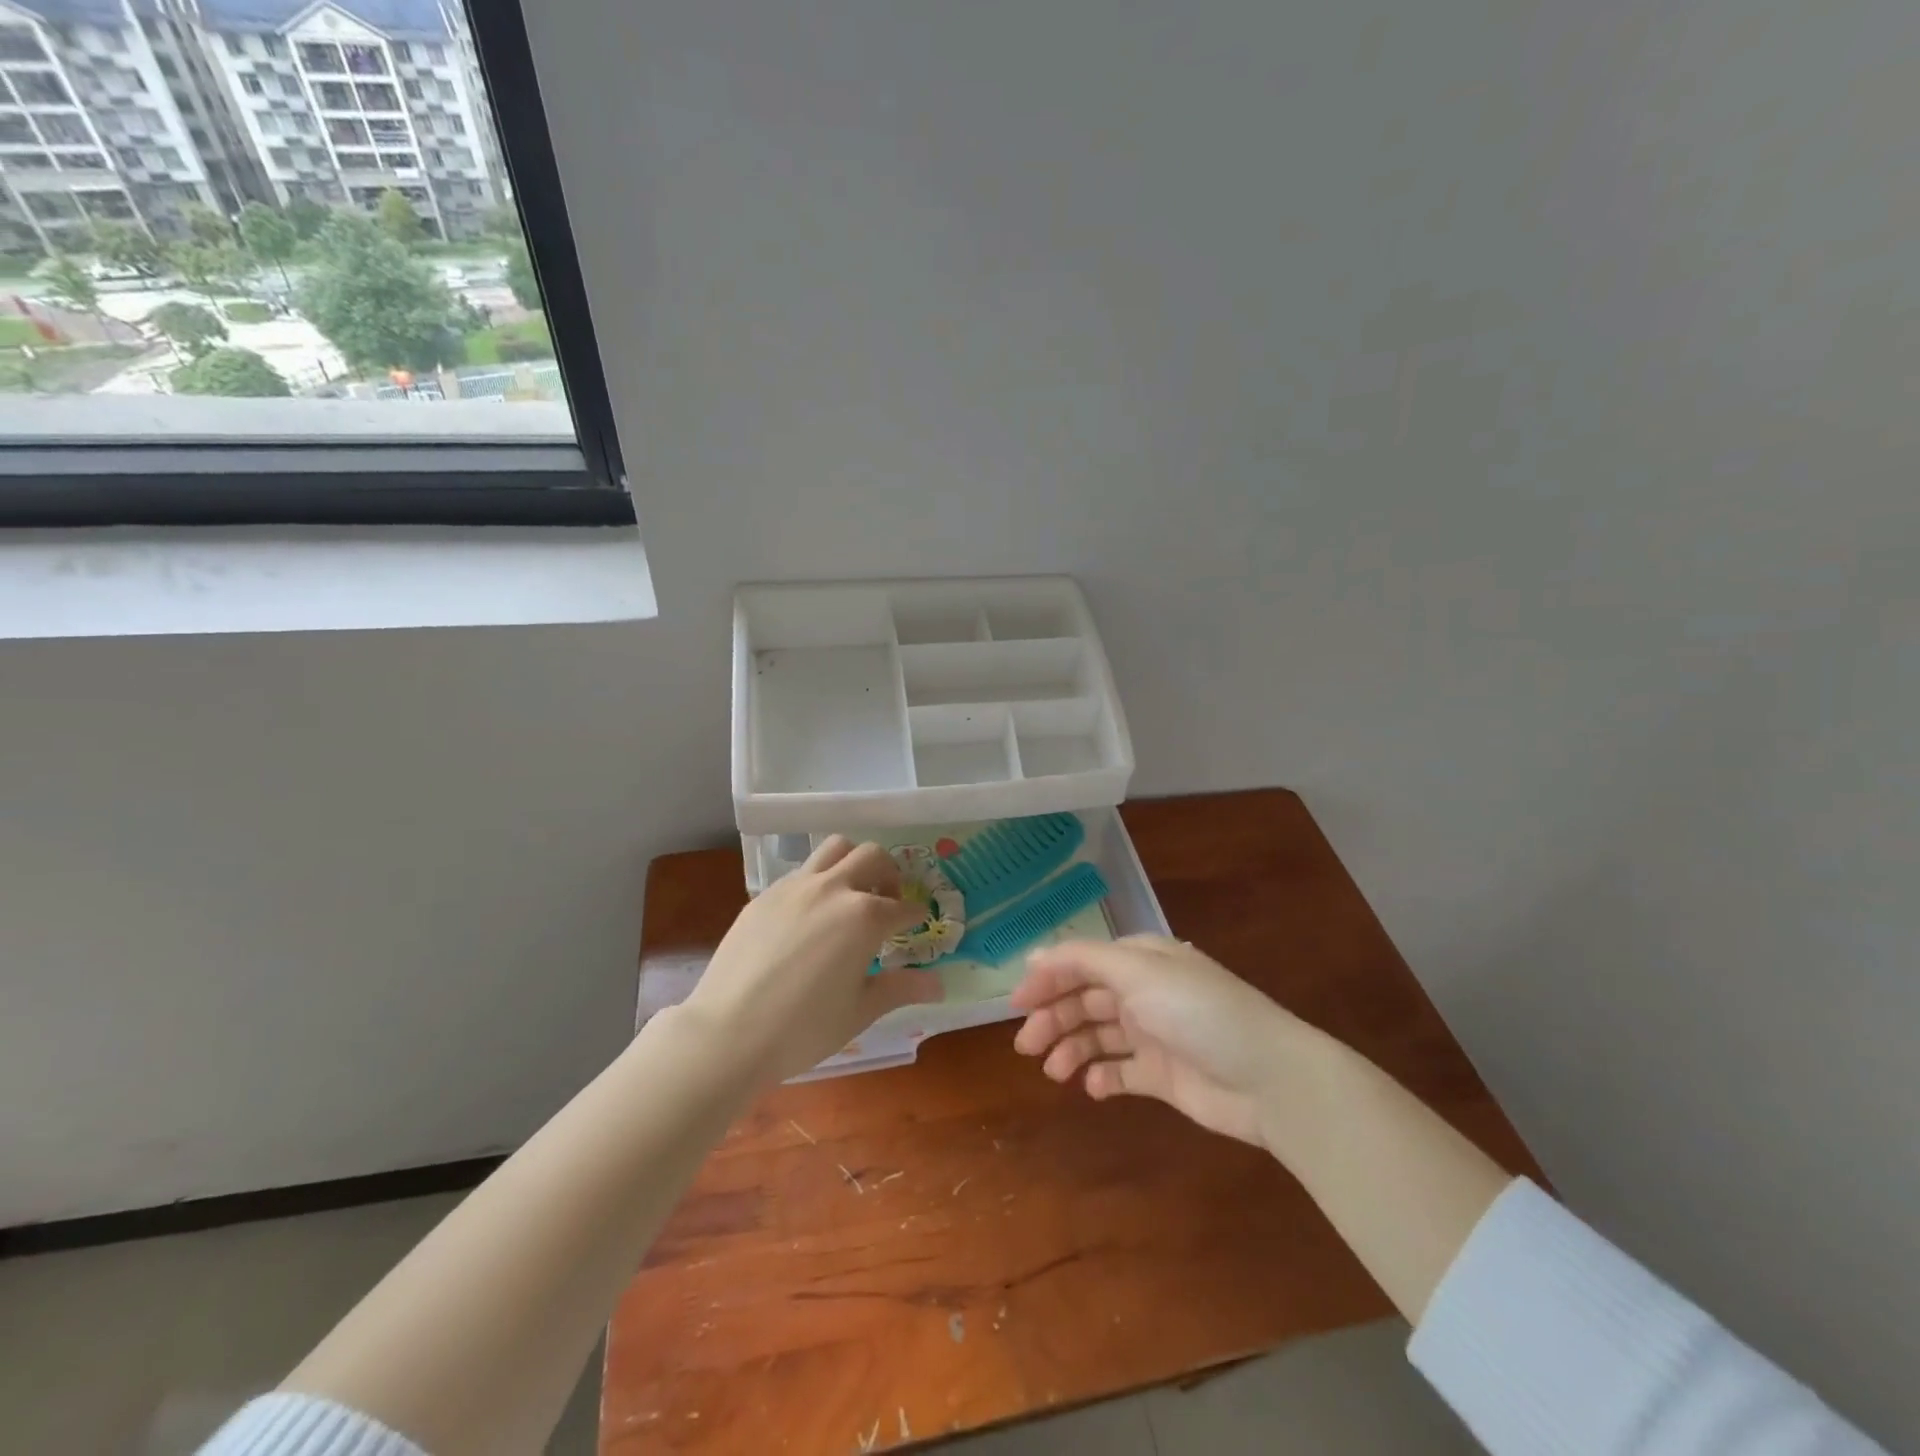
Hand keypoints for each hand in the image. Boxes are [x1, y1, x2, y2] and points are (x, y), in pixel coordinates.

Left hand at [680, 836, 942, 1086]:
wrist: (728, 1032)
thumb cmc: (803, 1028)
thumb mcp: (859, 1010)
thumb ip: (900, 988)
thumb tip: (938, 984)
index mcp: (865, 917)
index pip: (903, 906)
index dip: (915, 915)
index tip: (917, 923)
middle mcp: (834, 889)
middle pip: (873, 856)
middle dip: (889, 874)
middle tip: (887, 901)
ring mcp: (796, 886)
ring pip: (835, 848)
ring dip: (852, 861)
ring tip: (851, 892)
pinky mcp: (766, 894)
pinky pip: (801, 871)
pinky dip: (818, 880)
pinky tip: (810, 914)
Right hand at [1011, 936, 1314, 1148]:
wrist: (1269, 1079)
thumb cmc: (1198, 1012)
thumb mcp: (1138, 972)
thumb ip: (1082, 960)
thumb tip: (1033, 955)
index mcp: (1140, 961)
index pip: (1081, 963)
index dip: (1046, 979)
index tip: (1015, 1004)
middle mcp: (1143, 993)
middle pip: (1084, 1000)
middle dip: (1052, 1018)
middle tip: (1026, 1046)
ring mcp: (1153, 1035)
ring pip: (1097, 1036)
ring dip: (1071, 1049)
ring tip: (1054, 1071)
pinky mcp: (1162, 1076)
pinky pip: (1120, 1072)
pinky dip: (1101, 1077)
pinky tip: (1092, 1087)